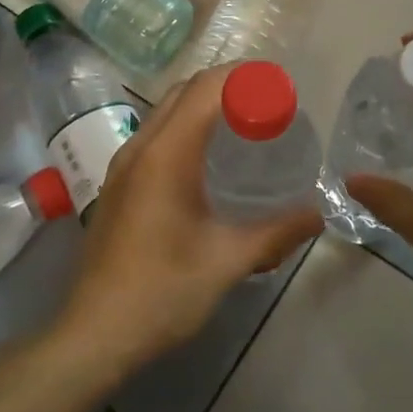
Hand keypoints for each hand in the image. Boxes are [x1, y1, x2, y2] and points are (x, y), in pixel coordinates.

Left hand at [51, 67, 321, 381]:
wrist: (94, 334)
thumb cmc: (162, 292)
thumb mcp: (227, 261)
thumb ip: (277, 232)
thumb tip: (317, 214)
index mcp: (165, 155)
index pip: (204, 89)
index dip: (243, 77)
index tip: (279, 86)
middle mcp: (139, 149)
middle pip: (183, 92)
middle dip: (226, 86)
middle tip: (268, 103)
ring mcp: (122, 167)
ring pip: (165, 113)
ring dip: (203, 106)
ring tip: (244, 125)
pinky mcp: (118, 186)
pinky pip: (155, 137)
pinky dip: (186, 129)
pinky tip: (209, 161)